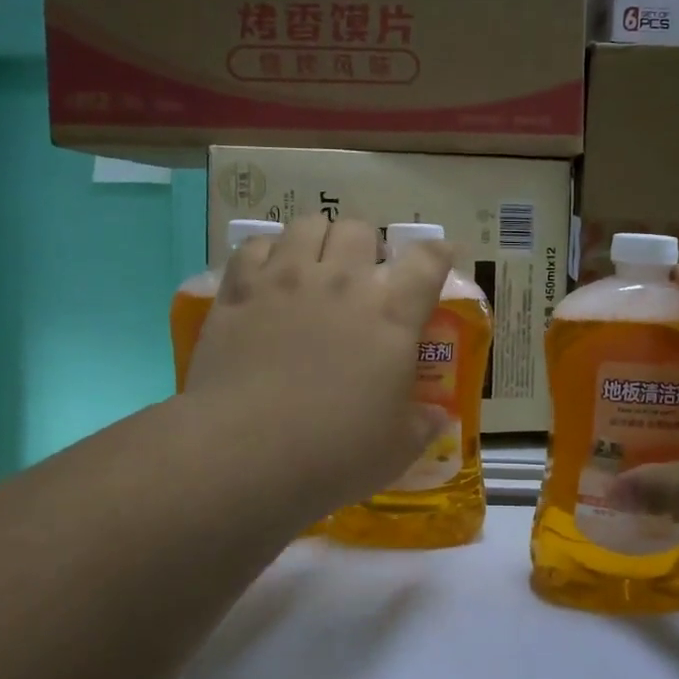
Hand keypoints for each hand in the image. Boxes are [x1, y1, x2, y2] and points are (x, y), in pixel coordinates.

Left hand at [185, 214, 452, 518]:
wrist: (245, 453)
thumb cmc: (334, 453)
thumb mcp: (396, 450)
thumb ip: (422, 425)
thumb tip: (437, 416)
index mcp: (391, 315)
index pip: (427, 262)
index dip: (437, 253)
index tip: (438, 255)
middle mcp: (342, 283)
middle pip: (360, 229)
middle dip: (365, 244)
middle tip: (359, 274)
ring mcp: (286, 280)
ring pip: (307, 224)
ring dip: (316, 239)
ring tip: (312, 265)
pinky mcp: (239, 291)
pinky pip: (255, 247)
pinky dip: (265, 254)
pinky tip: (266, 276)